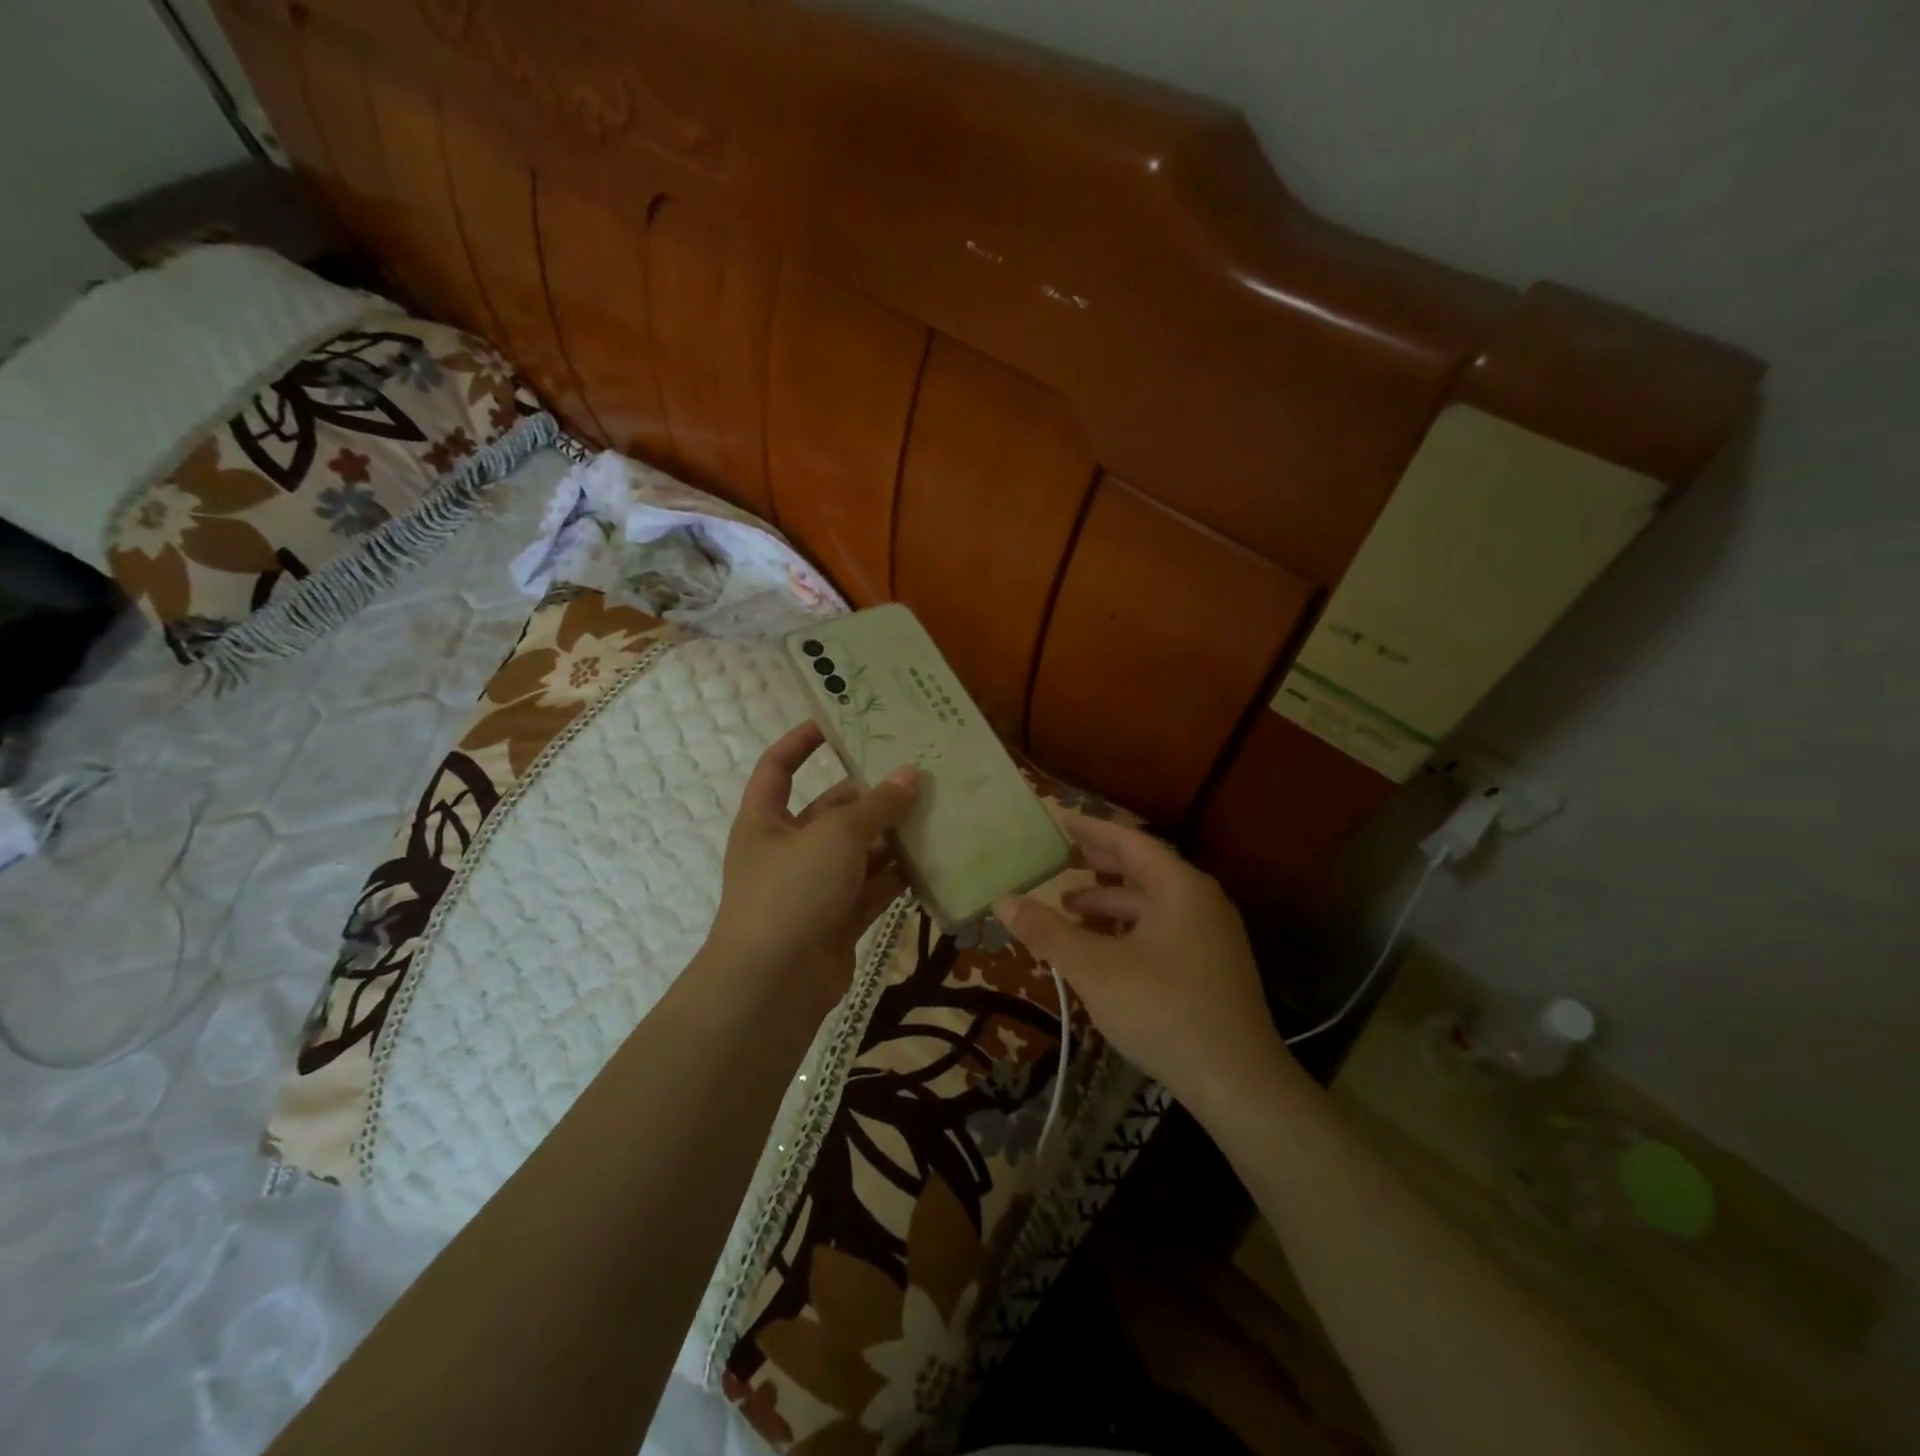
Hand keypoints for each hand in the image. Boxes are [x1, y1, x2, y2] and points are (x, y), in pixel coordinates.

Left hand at [708, 722, 918, 1004]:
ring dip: (892, 836)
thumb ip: (876, 806)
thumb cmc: (792, 891)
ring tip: (936, 811)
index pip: (778, 767)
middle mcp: (787, 850)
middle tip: (918, 774)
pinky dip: (898, 876)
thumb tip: (911, 774)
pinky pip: (872, 888)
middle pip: (831, 811)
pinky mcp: (838, 919)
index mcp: (765, 821)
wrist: (774, 985)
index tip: (839, 723)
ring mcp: (813, 888)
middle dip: (871, 796)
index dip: (802, 742)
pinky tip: (934, 858)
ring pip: (858, 852)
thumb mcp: (835, 836)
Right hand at [994, 815, 1286, 1108]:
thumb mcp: (1094, 968)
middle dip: (1101, 866)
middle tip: (1063, 859)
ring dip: (1111, 904)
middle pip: (1145, 870)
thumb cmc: (1162, 1009)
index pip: (1130, 842)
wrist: (1237, 1082)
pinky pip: (1163, 931)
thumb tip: (1003, 900)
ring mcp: (1212, 937)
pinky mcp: (1213, 969)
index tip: (1062, 820)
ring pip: (1153, 905)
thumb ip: (1048, 931)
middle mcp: (1201, 902)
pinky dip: (1129, 930)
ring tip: (1070, 910)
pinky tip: (1103, 950)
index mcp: (1180, 887)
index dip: (1093, 830)